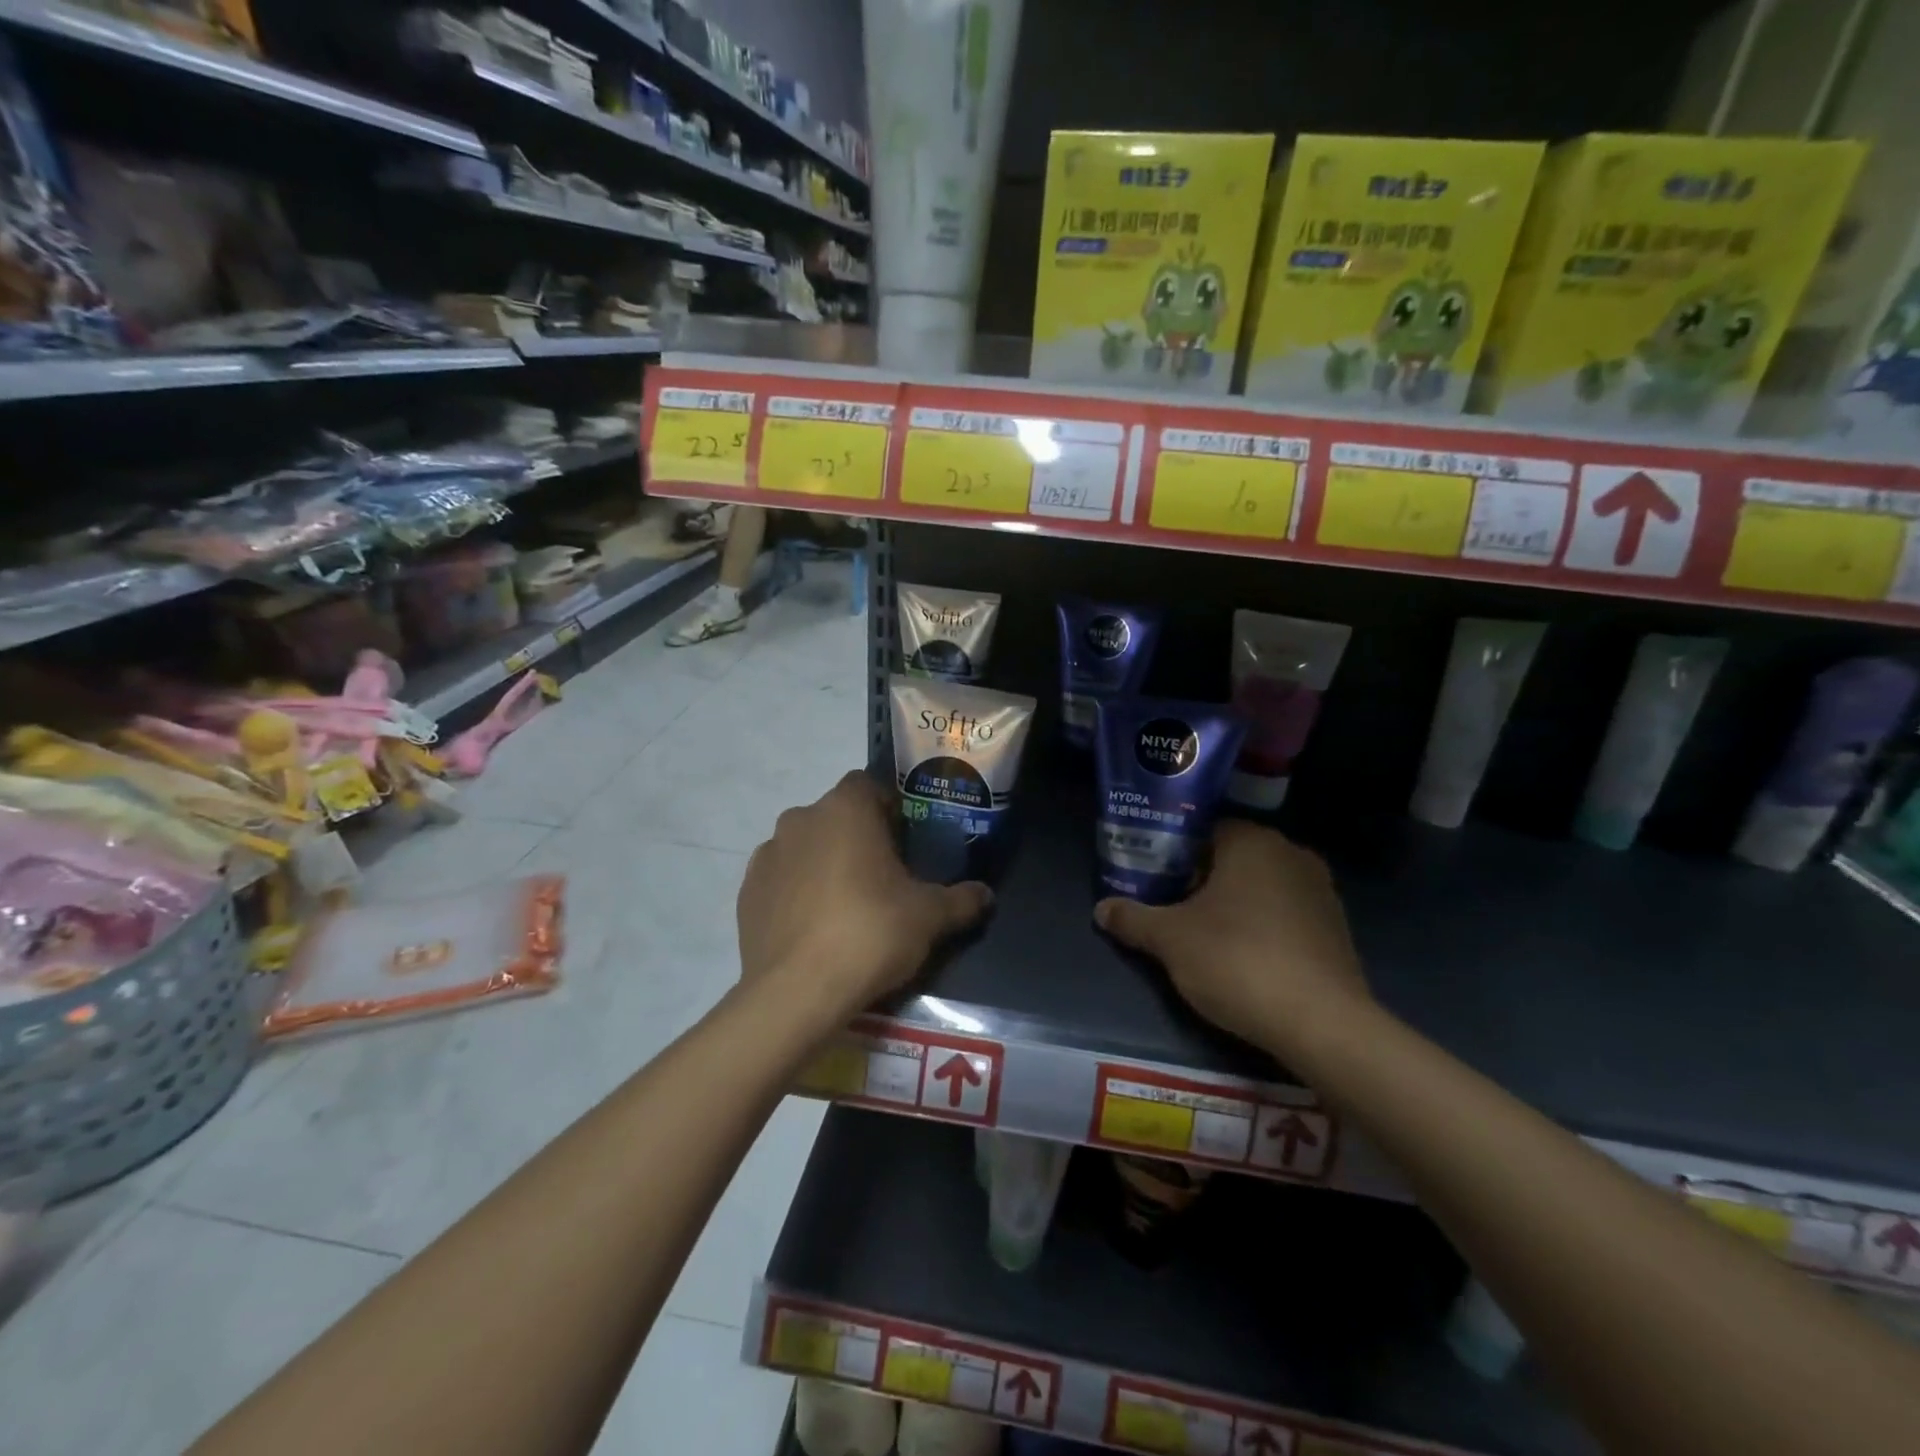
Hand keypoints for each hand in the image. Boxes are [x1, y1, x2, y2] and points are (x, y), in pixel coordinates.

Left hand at [738, 771, 992, 1020]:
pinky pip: (781, 880)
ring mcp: (767, 855)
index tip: (906, 842)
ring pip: (806, 847)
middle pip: (837, 816)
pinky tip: (815, 928)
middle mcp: (800, 819)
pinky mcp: (746, 892)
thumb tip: (986, 895)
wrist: (796, 992)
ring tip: (847, 907)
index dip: (890, 809)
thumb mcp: (929, 917)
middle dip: (859, 838)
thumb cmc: (870, 933)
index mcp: (845, 809)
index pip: (869, 786)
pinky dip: (797, 892)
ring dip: (825, 863)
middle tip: (884, 878)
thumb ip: (961, 899)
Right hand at [1094, 820, 1372, 1055]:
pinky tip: (1242, 956)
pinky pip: (1285, 914)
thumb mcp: (1170, 940)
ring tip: (1201, 934)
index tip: (1152, 878)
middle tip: (1169, 906)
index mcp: (1252, 842)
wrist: (1322, 1024)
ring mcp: (1320, 891)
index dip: (1173, 853)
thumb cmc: (1237, 960)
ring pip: (1260, 886)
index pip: (1203, 830)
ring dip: (1232, 903)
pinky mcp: (1336, 928)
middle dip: (1200, 879)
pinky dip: (1261, 926)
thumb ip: (1133, 918)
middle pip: (1232, 858)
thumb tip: (1102, 909)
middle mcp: (1291, 854)